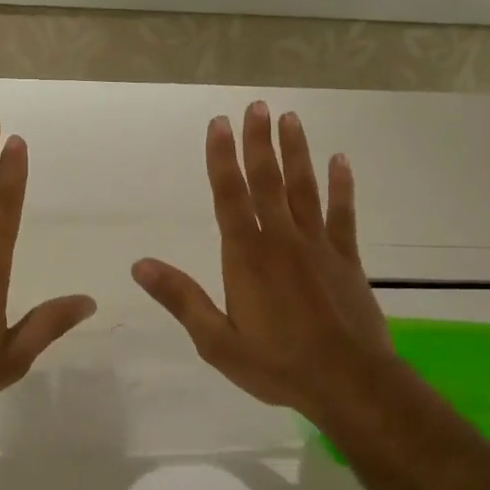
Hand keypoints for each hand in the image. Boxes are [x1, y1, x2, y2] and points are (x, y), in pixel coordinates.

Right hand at [132, 101, 396, 426]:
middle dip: (259, 142)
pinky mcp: (346, 259)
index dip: (221, 158)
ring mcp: (318, 246)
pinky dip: (342, 186)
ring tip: (290, 119)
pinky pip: (343, 214)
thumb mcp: (217, 341)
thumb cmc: (277, 365)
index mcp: (247, 257)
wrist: (349, 384)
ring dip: (296, 152)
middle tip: (256, 105)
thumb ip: (181, 299)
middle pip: (267, 181)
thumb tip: (140, 265)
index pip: (229, 196)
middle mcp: (281, 240)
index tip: (218, 124)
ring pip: (304, 188)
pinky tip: (340, 160)